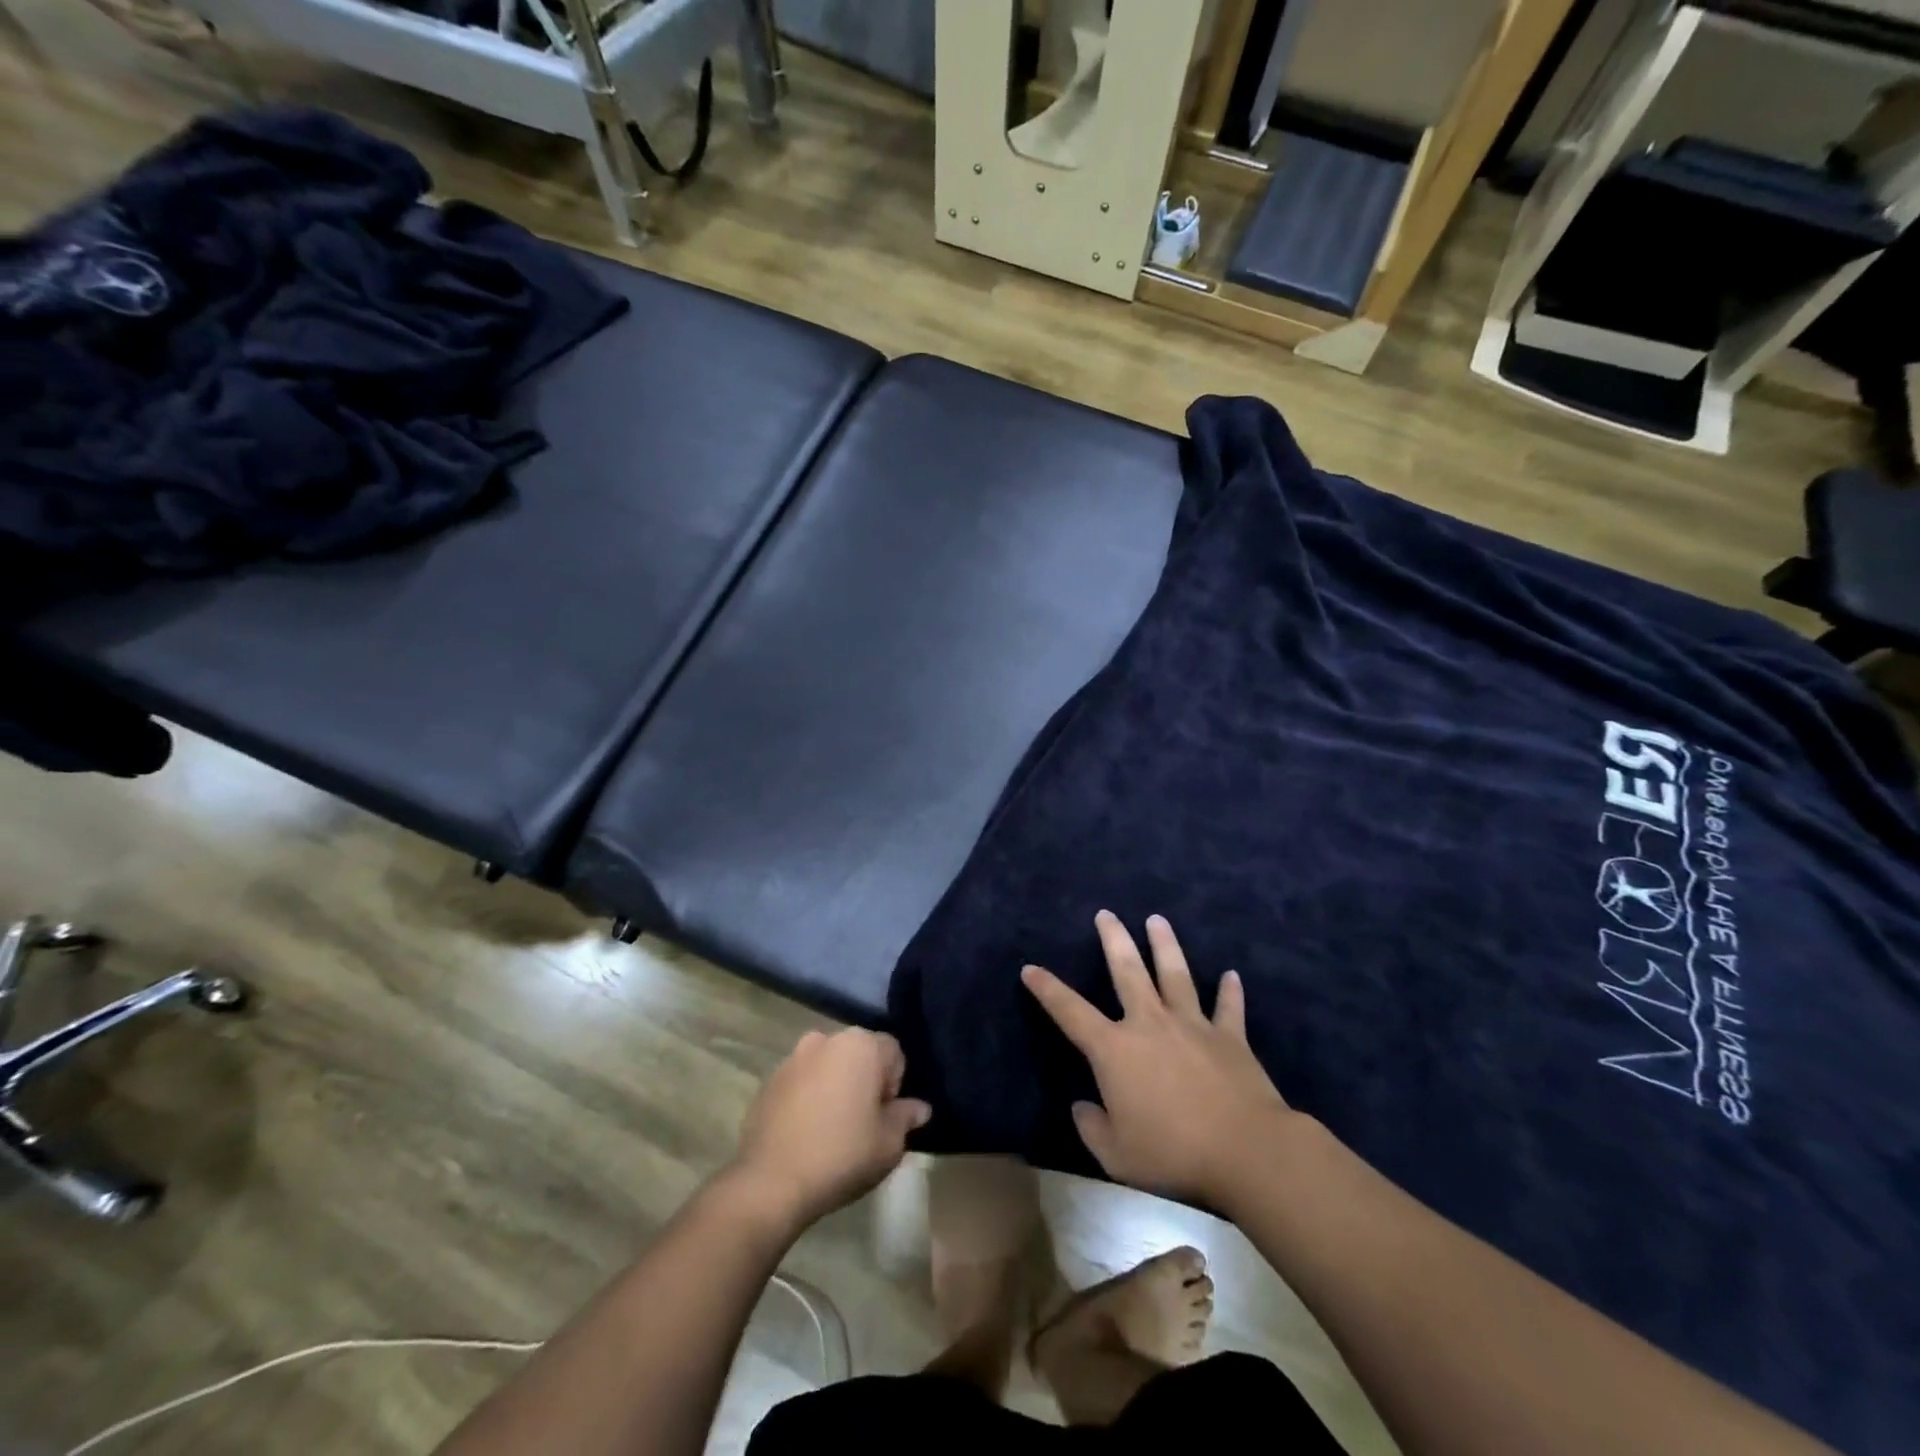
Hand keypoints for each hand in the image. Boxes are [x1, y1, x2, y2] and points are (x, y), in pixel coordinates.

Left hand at [731, 1029, 931, 1227]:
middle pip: (859, 1054)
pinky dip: (808, 1097)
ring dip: (835, 1086)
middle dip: (864, 1081)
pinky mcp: (769, 1080)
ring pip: (828, 1066)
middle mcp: (827, 1039)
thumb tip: (919, 1108)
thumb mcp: (889, 1143)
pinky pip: (802, 1081)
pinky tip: (806, 1132)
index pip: (893, 1052)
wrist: (771, 1182)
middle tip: (863, 1123)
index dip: (895, 1085)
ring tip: (832, 1128)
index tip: (885, 1117)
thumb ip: (906, 1117)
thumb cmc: (842, 1155)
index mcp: (861, 1045)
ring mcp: (794, 1057)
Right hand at [1023, 911, 1291, 1204]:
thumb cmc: (1173, 1153)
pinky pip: (1228, 1007)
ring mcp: (1192, 1025)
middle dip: (1114, 939)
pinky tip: (1231, 975)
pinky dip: (1229, 991)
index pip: (1070, 1012)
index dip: (1047, 989)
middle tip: (1106, 913)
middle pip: (1127, 971)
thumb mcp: (1116, 1154)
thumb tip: (1081, 1107)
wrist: (1246, 1150)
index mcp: (1115, 1050)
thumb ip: (1092, 1127)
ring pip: (1175, 974)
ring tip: (1157, 919)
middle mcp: (1150, 1023)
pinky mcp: (1229, 1037)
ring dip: (1165, 945)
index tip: (1030, 968)